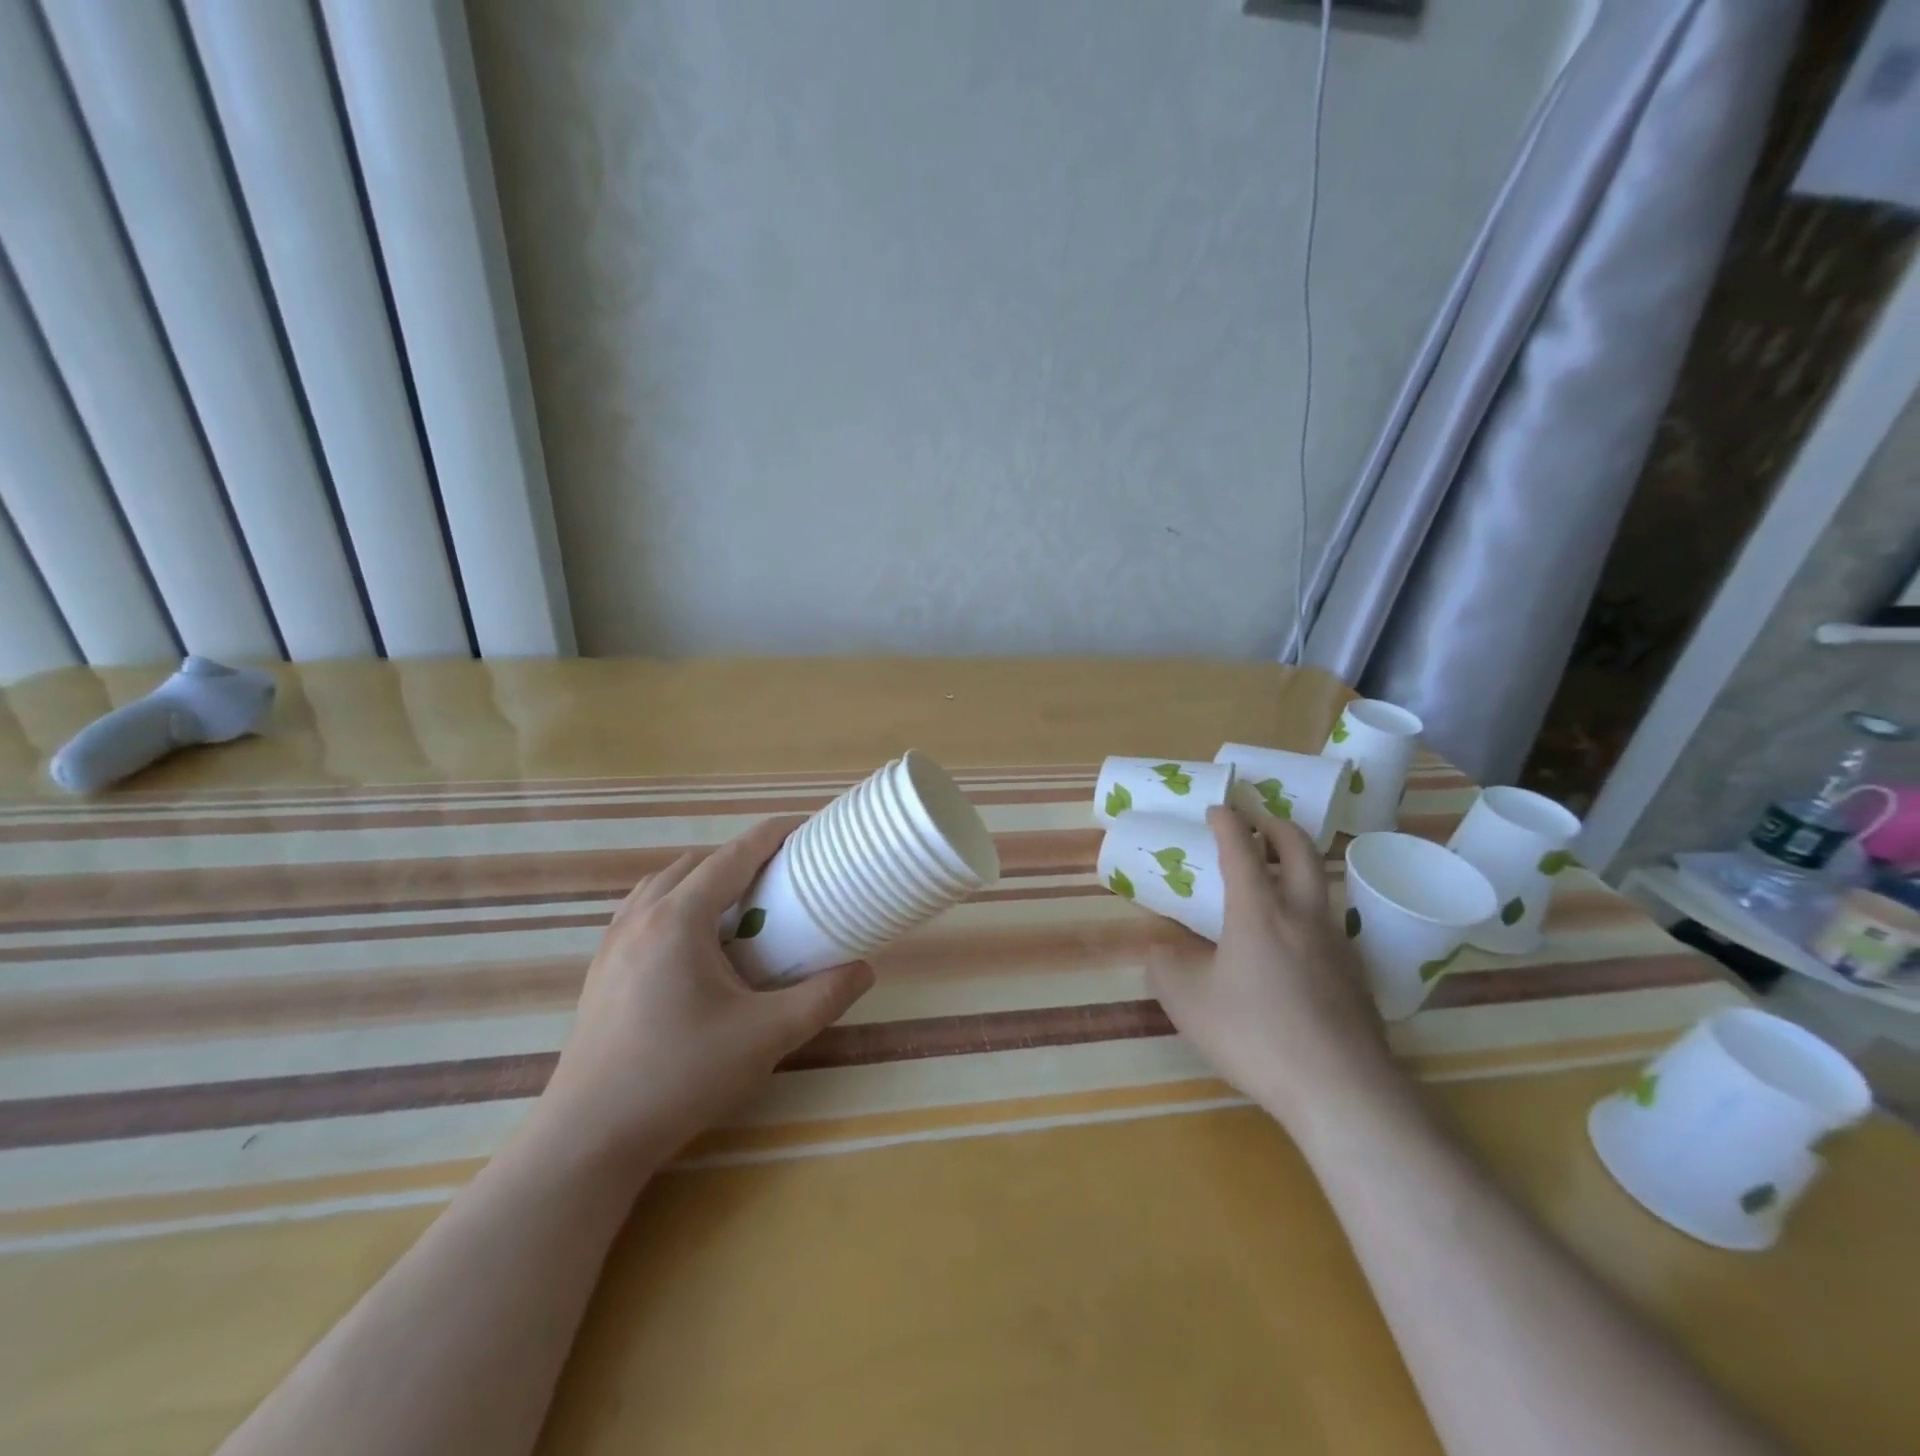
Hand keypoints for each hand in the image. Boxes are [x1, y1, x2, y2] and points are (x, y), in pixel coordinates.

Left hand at [539, 816, 874, 1164]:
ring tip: (738, 906)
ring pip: (662, 885)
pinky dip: (675, 904)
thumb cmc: (680, 1076)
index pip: (732, 857)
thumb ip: (821, 998)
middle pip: (695, 864)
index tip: (804, 827)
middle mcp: (640, 917)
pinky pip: (642, 911)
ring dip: (703, 880)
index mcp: (678, 919)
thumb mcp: (765, 1037)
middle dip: (739, 859)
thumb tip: (864, 970)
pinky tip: (693, 945)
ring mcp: (612, 943)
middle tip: (779, 876)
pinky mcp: (600, 970)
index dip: (770, 835)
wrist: (589, 1138)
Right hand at [1148, 806, 1395, 1134]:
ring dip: (1299, 864)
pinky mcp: (1355, 973)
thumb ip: (1166, 967)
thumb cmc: (1256, 1035)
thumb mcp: (1188, 1003)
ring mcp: (1336, 942)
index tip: (1217, 809)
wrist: (1341, 1089)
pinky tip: (1294, 939)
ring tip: (1275, 875)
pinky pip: (1329, 920)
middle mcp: (1302, 914)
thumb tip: (1160, 949)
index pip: (1242, 848)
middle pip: (1299, 848)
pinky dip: (1308, 906)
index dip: (1227, 822)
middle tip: (1258, 821)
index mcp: (1258, 911)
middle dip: (1276, 825)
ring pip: (1321, 882)